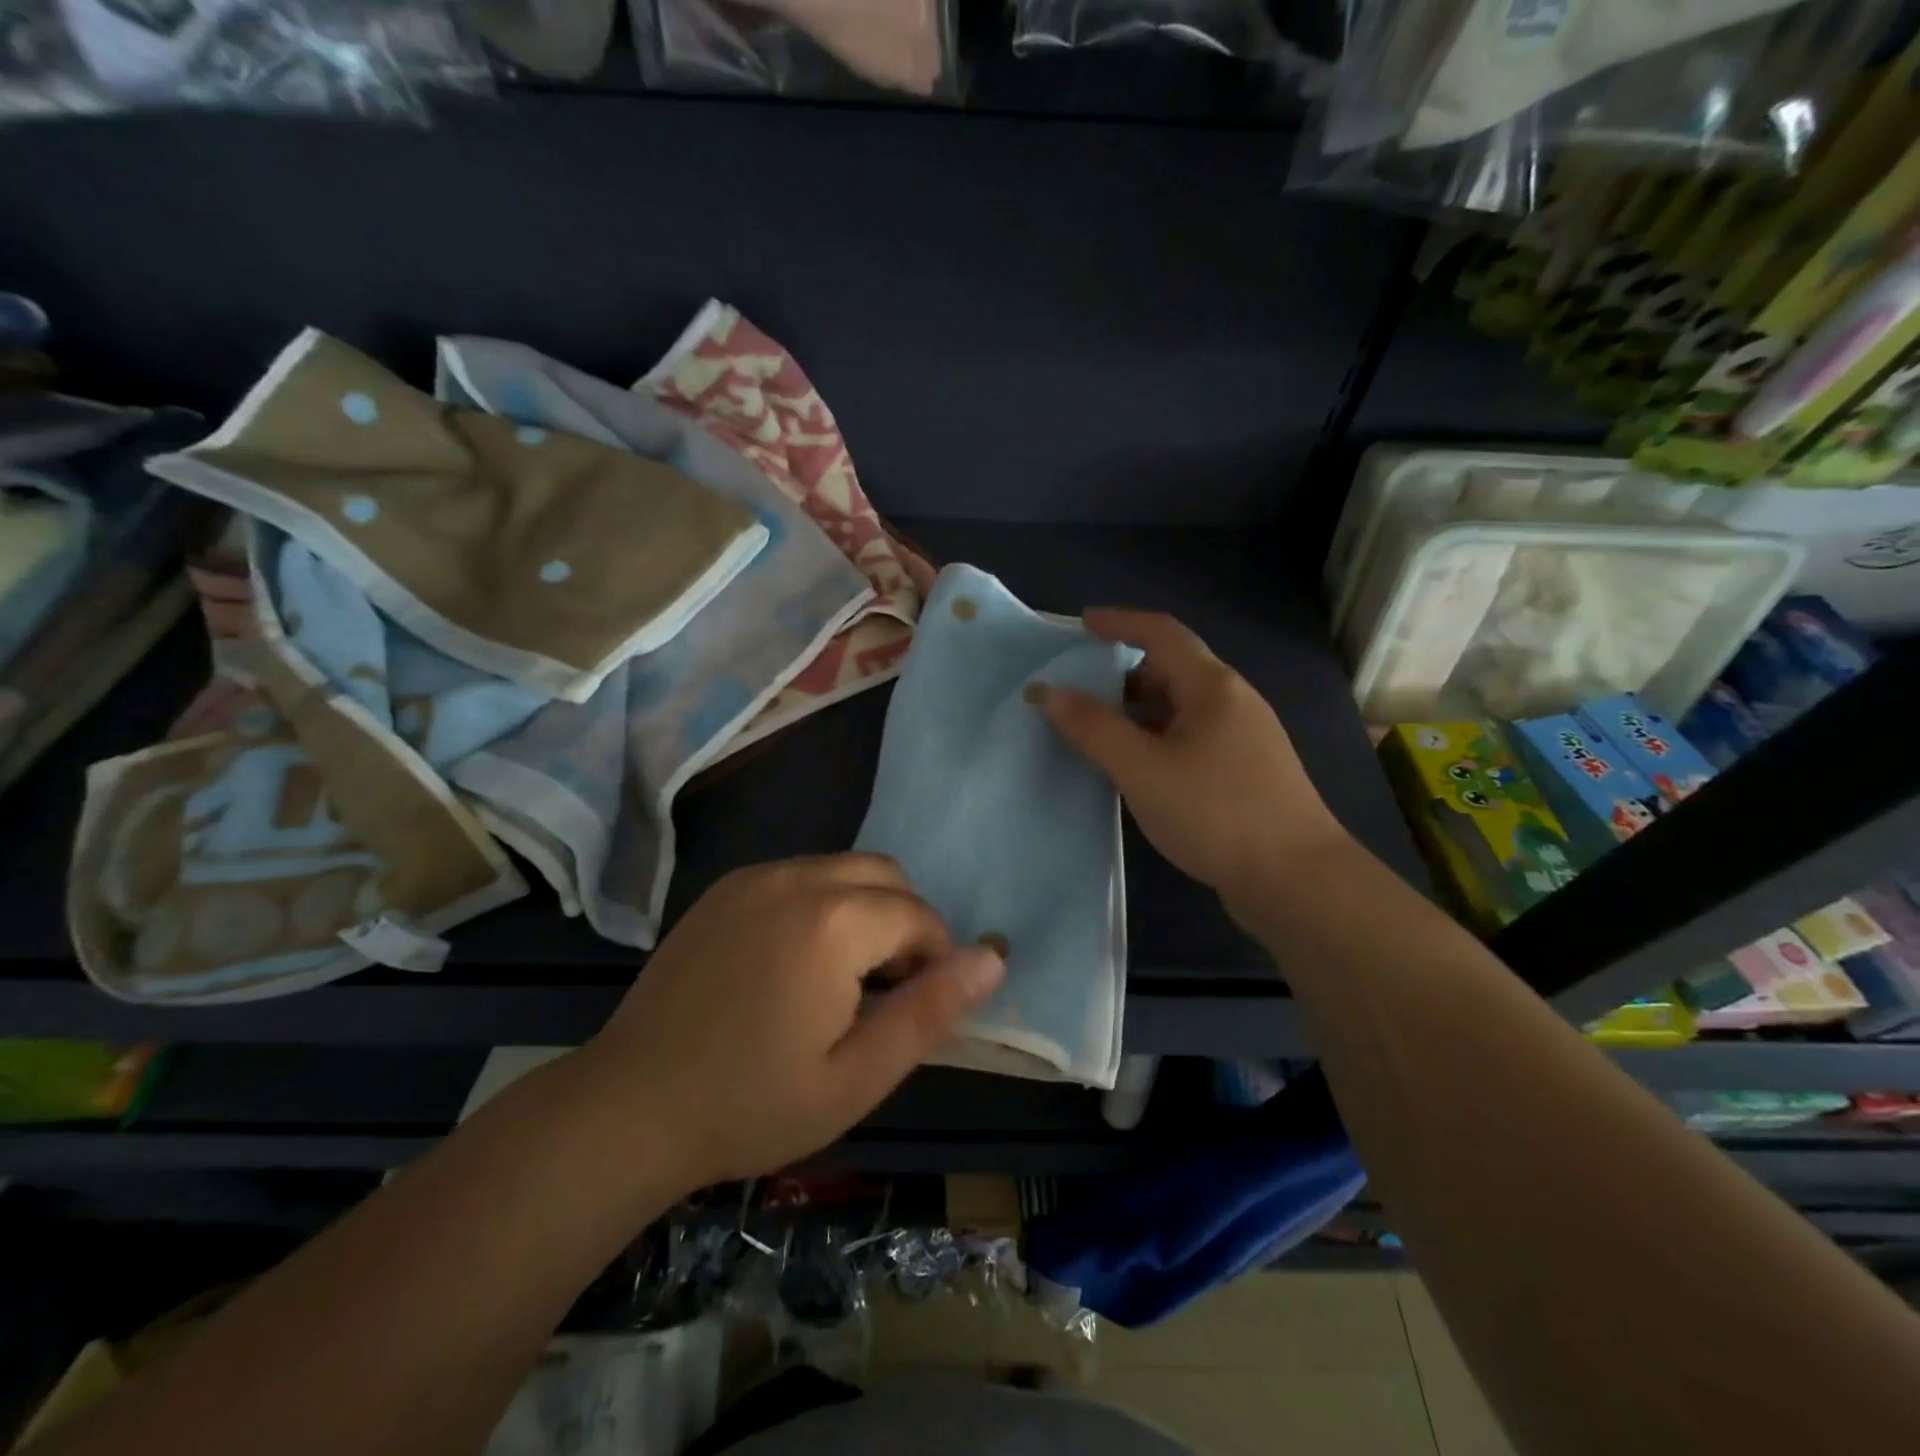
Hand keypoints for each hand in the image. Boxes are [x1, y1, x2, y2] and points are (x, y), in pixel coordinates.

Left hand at [579, 855, 1003, 1189]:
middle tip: (882, 991)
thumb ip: (930, 1011)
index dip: (934, 960)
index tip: (912, 1008)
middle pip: (887, 875)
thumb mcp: (857, 1077)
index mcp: (834, 921)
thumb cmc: (752, 1104)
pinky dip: (822, 903)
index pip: (919, 916)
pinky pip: (800, 875)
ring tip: (840, 978)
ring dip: (865, 909)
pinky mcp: (726, 887)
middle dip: (904, 923)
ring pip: (845, 869)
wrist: (629, 1106)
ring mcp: (755, 877)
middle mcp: (797, 878)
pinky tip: (794, 961)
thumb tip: (993, 959)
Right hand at [1042, 609, 1348, 916]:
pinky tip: (1141, 770)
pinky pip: (1193, 737)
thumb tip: (1049, 692)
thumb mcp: (1141, 768)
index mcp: (1211, 687)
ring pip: (1182, 708)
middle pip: (1172, 669)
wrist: (1296, 878)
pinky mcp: (1248, 771)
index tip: (1082, 623)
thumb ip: (1092, 728)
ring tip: (1103, 734)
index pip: (1161, 633)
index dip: (1120, 622)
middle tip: (1083, 692)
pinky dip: (1159, 739)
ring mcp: (1245, 737)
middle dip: (1124, 674)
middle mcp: (1233, 701)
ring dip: (1140, 711)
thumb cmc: (1215, 812)